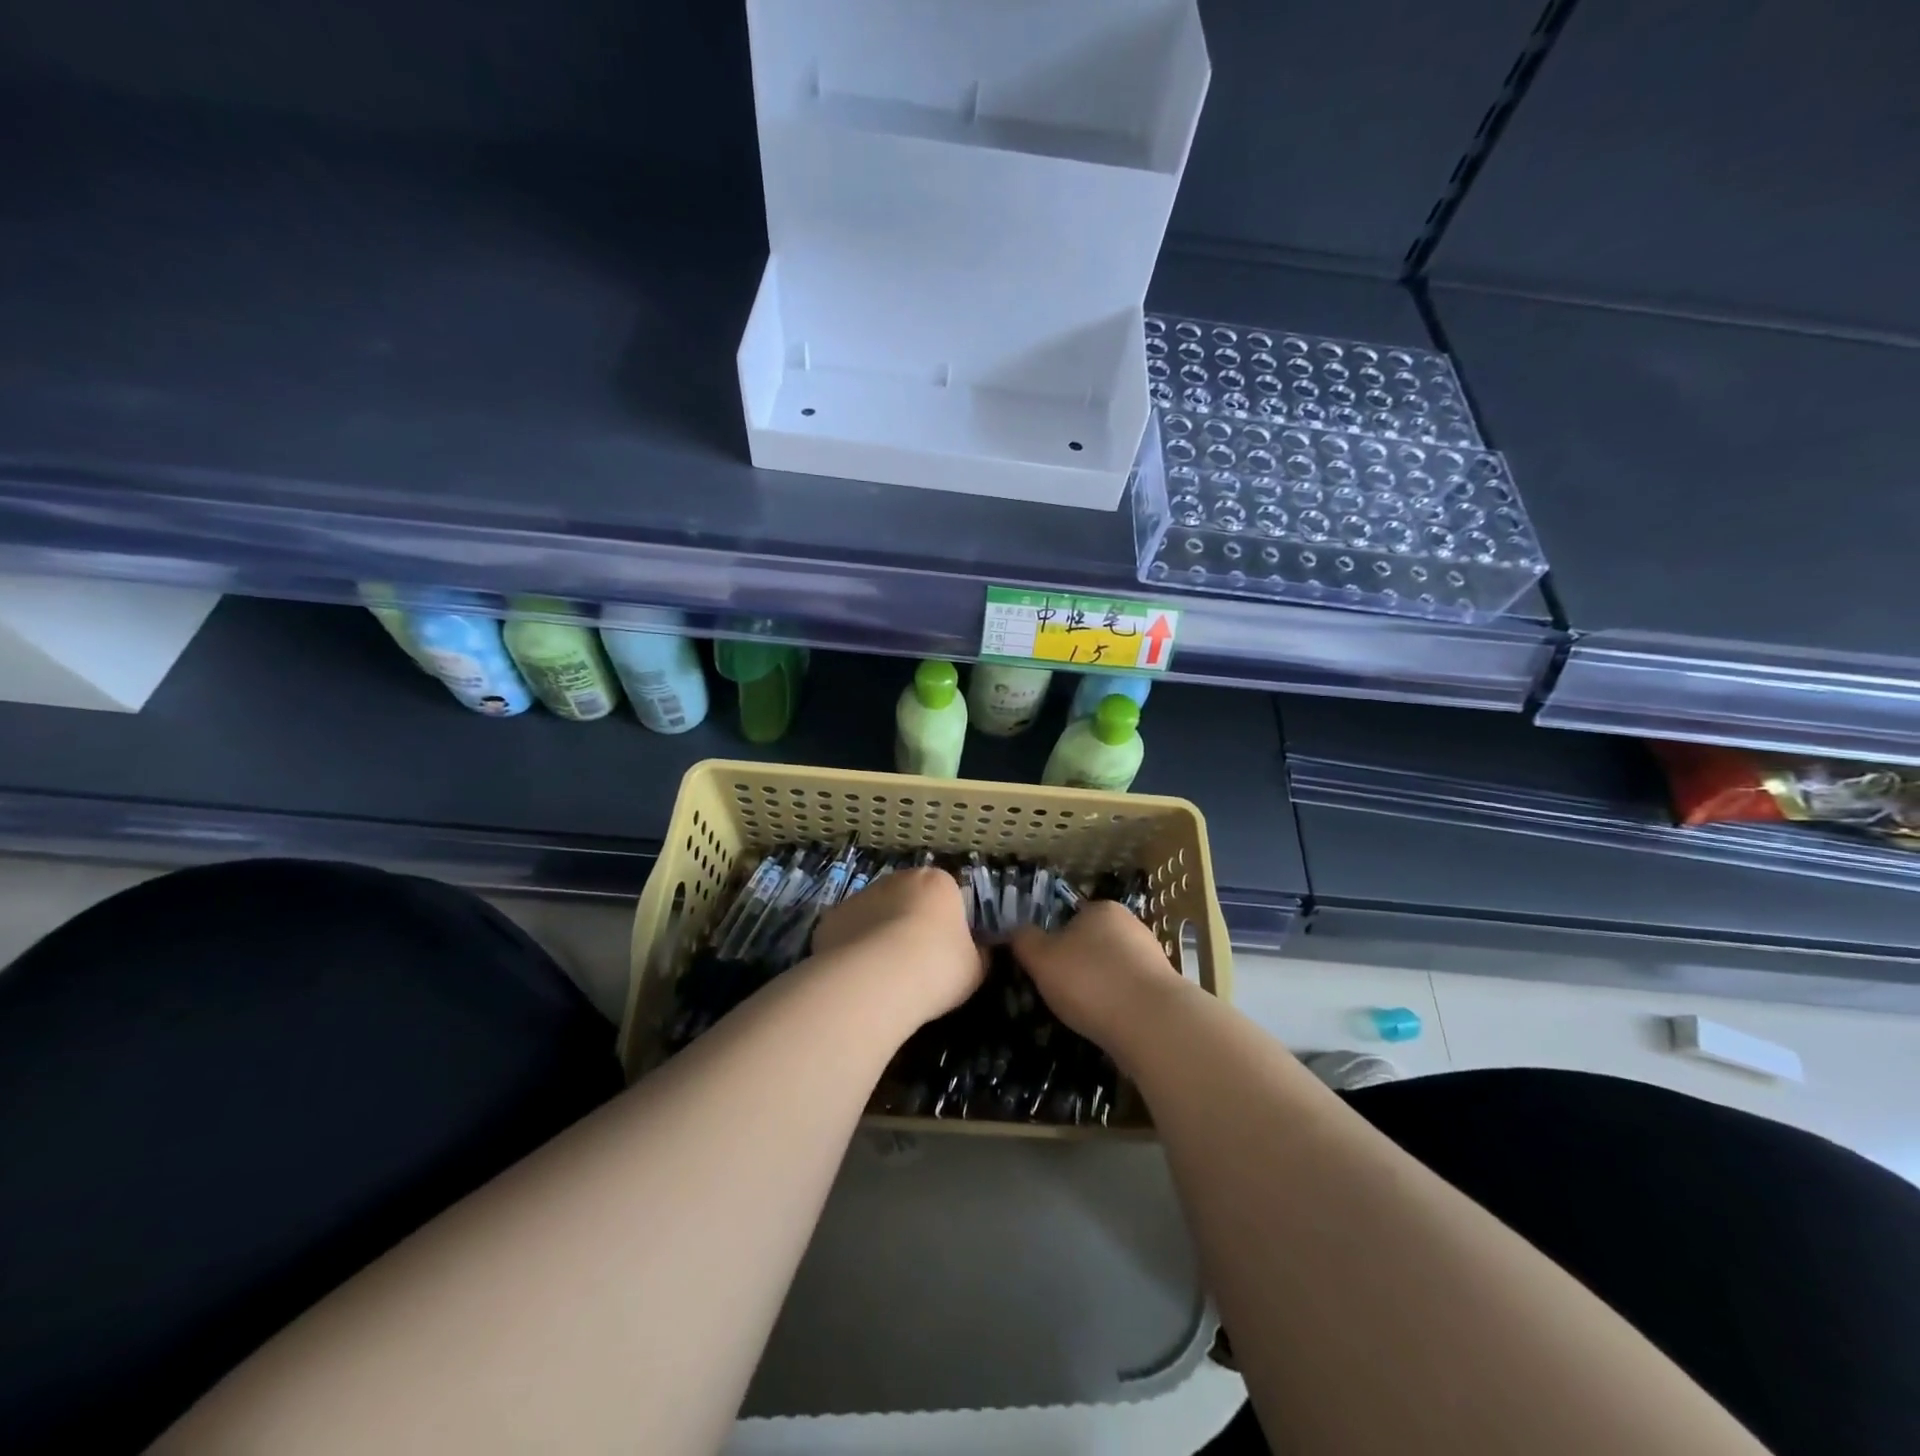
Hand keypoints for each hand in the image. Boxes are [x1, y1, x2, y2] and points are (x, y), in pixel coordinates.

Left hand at [811, 868, 984, 1024]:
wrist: (875, 982)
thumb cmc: (937, 968)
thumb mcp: (976, 968)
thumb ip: (978, 954)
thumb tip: (979, 952)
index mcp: (938, 882)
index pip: (949, 894)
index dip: (949, 922)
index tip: (948, 950)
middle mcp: (897, 879)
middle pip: (909, 898)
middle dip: (911, 923)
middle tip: (916, 962)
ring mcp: (860, 896)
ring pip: (875, 913)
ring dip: (880, 934)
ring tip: (884, 975)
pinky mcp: (831, 918)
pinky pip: (849, 933)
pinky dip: (853, 949)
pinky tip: (858, 977)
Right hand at [1010, 900, 1181, 1046]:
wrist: (1153, 1023)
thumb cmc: (1090, 980)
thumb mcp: (1041, 958)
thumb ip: (1024, 941)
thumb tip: (1016, 932)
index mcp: (1102, 909)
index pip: (1070, 917)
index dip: (1053, 942)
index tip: (1044, 968)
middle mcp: (1131, 925)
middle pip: (1093, 943)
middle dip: (1077, 966)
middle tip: (1059, 993)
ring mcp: (1152, 957)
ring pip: (1112, 970)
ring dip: (1098, 988)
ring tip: (1082, 1014)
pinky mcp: (1165, 990)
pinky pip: (1130, 993)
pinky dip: (1117, 1006)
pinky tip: (1107, 1024)